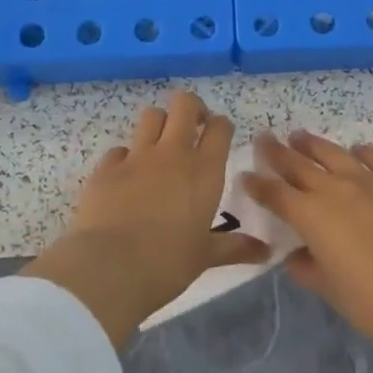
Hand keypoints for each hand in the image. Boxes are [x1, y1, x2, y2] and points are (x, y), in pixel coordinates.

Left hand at [24, 90, 263, 346]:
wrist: (108, 268)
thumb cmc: (167, 264)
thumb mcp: (205, 257)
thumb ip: (235, 247)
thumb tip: (266, 252)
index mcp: (204, 171)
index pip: (219, 128)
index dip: (220, 125)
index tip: (219, 135)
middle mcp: (172, 154)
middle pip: (184, 105)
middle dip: (191, 108)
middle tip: (193, 127)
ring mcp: (136, 157)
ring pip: (151, 116)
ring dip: (159, 124)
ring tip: (160, 146)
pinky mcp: (106, 168)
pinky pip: (119, 150)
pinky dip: (126, 157)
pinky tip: (126, 177)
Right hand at [242, 131, 372, 350]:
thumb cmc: (371, 301)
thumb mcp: (328, 288)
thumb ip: (305, 268)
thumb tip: (295, 255)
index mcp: (311, 216)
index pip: (275, 194)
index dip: (257, 184)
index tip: (246, 175)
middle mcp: (335, 189)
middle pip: (298, 164)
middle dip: (277, 152)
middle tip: (265, 138)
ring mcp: (370, 180)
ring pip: (334, 153)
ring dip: (313, 144)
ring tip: (300, 137)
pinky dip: (362, 152)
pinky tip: (357, 151)